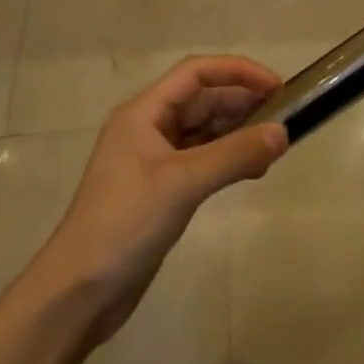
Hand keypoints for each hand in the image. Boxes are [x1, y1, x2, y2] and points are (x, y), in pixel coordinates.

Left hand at [36, 55, 286, 338]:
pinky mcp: (162, 188)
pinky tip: (252, 170)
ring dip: (238, 132)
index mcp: (144, 112)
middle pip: (203, 99)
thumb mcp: (182, 184)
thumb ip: (234, 155)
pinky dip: (228, 159)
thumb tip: (283, 133)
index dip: (238, 71)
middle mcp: (149, 127)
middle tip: (285, 118)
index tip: (277, 87)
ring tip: (274, 145)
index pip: (197, 72)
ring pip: (205, 130)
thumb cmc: (125, 223)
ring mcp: (155, 159)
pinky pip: (203, 159)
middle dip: (242, 102)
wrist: (79, 292)